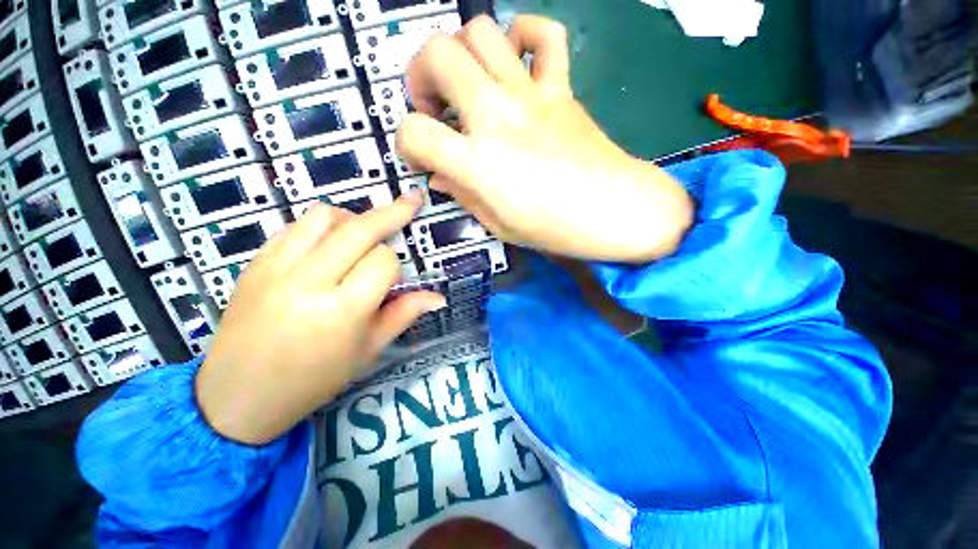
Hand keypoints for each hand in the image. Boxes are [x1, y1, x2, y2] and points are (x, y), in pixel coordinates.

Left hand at [195, 195, 445, 444]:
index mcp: (342, 310)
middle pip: (359, 229)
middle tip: (410, 202)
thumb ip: (404, 314)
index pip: (384, 262)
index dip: (395, 267)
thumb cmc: (314, 379)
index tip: (392, 281)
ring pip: (325, 217)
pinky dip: (321, 225)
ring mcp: (277, 269)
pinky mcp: (256, 264)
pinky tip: (330, 241)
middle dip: (391, 213)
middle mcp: (310, 282)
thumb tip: (438, 297)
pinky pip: (294, 227)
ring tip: (362, 232)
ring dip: (353, 218)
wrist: (239, 396)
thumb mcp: (368, 350)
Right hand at [398, 15, 693, 262]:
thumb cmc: (554, 228)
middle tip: (433, 105)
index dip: (407, 142)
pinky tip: (515, 61)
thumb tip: (441, 177)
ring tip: (467, 83)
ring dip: (460, 52)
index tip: (421, 155)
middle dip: (420, 75)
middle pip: (437, 54)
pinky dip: (522, 35)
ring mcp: (531, 94)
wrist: (613, 211)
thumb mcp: (498, 224)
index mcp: (477, 162)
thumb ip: (463, 195)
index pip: (414, 132)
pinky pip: (544, 35)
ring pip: (480, 31)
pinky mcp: (560, 87)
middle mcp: (496, 116)